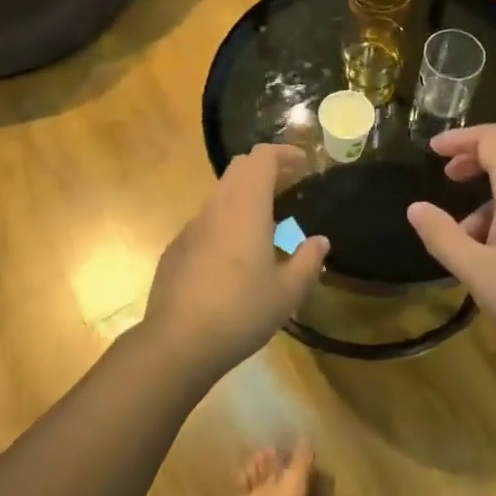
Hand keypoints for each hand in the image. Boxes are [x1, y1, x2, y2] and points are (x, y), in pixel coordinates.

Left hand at [145, 145, 329, 380]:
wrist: (177, 342)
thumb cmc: (240, 311)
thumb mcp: (287, 293)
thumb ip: (307, 262)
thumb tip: (319, 242)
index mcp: (245, 207)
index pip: (261, 158)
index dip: (283, 153)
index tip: (302, 163)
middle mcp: (216, 207)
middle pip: (239, 169)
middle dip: (265, 169)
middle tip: (288, 183)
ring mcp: (191, 228)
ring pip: (221, 196)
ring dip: (245, 197)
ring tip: (267, 224)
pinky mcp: (176, 250)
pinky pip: (206, 223)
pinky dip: (226, 223)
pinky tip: (234, 257)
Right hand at [406, 126, 495, 372]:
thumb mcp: (478, 274)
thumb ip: (443, 237)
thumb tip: (415, 208)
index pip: (493, 138)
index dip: (460, 138)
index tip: (431, 152)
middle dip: (476, 154)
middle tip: (448, 175)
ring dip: (489, 191)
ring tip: (465, 235)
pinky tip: (494, 255)